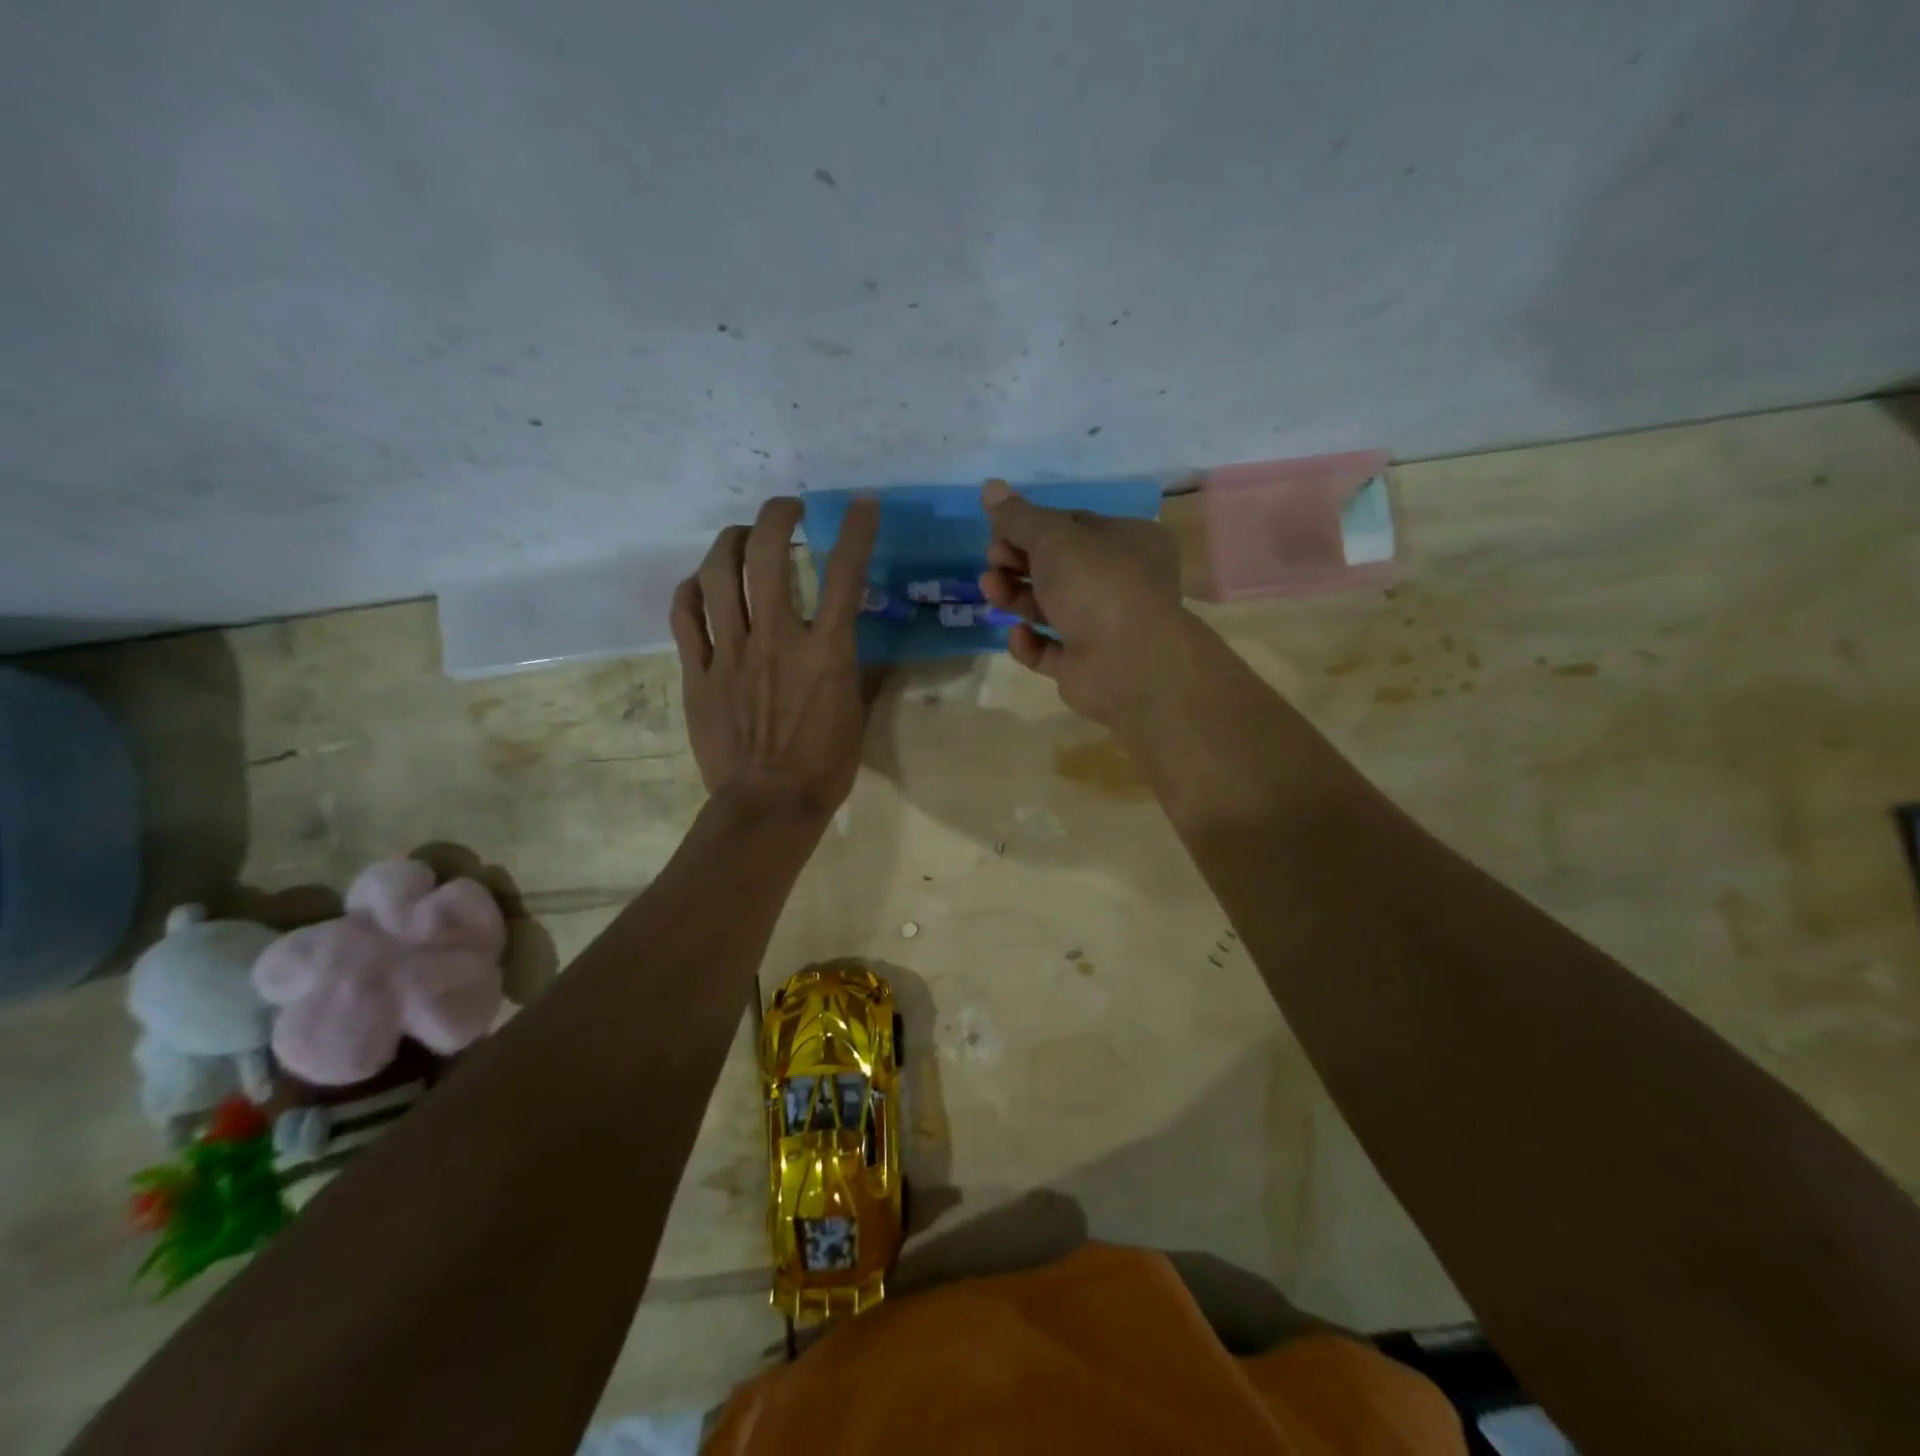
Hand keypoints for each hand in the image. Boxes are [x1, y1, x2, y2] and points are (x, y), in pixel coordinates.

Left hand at [672, 496, 878, 818]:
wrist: (769, 805)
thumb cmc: (824, 766)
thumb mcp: (857, 714)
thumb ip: (858, 671)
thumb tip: (863, 648)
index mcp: (824, 652)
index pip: (844, 574)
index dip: (855, 530)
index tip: (861, 503)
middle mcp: (775, 640)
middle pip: (767, 557)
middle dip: (777, 517)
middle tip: (787, 510)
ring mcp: (730, 654)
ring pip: (717, 576)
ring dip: (730, 543)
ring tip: (741, 536)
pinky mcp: (698, 674)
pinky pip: (684, 617)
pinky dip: (691, 591)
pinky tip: (701, 585)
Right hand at [977, 479, 1185, 725]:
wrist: (1129, 665)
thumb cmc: (1098, 585)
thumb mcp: (1054, 538)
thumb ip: (1019, 517)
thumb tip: (990, 486)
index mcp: (1128, 542)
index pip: (1074, 526)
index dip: (1033, 527)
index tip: (999, 530)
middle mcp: (1120, 583)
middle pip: (1059, 567)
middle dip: (1019, 561)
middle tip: (992, 560)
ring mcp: (1104, 628)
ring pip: (1051, 608)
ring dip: (1017, 596)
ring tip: (990, 589)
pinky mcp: (1085, 666)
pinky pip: (1050, 650)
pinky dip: (1030, 643)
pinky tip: (1017, 635)